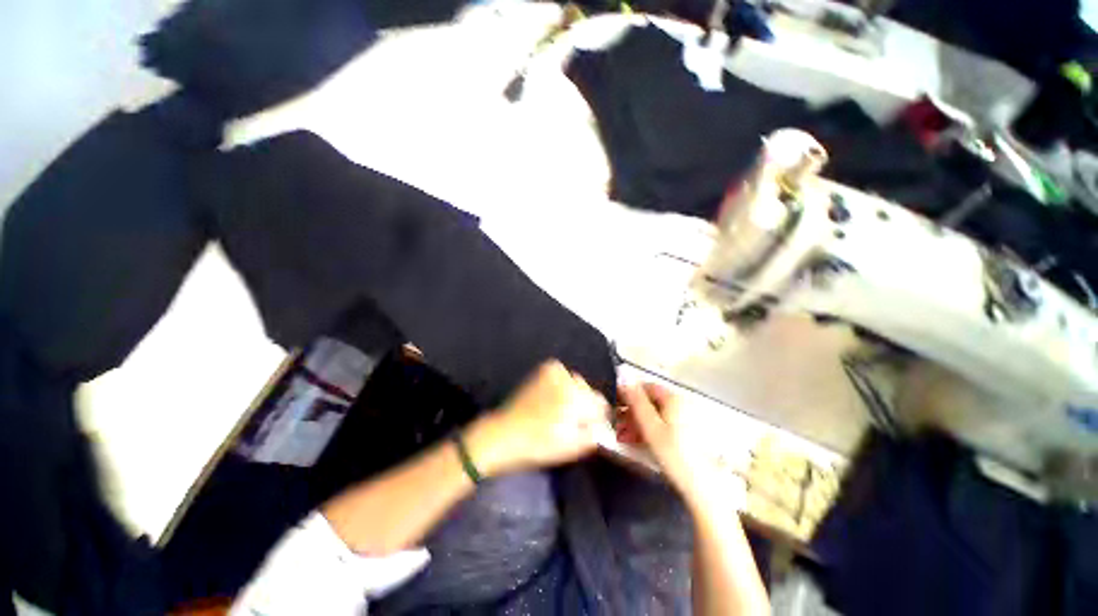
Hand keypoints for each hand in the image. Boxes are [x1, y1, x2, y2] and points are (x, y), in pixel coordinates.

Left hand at [464, 361, 609, 476]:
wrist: (505, 433)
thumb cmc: (539, 444)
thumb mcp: (571, 448)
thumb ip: (592, 435)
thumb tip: (601, 425)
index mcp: (577, 400)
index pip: (600, 403)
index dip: (597, 416)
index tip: (589, 425)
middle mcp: (568, 381)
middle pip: (588, 391)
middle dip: (584, 404)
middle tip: (571, 420)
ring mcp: (555, 372)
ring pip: (576, 382)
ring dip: (573, 393)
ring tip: (558, 409)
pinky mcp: (543, 370)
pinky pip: (562, 374)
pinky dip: (561, 383)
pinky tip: (551, 396)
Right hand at [617, 383, 739, 508]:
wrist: (702, 489)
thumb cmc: (675, 455)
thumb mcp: (650, 427)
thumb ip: (635, 400)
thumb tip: (624, 374)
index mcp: (674, 399)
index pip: (646, 387)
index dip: (629, 393)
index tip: (614, 405)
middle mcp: (681, 405)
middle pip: (650, 402)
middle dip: (631, 411)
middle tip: (616, 425)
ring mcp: (685, 420)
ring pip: (655, 415)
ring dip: (637, 423)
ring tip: (623, 437)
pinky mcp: (687, 435)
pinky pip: (662, 426)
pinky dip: (648, 431)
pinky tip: (637, 442)